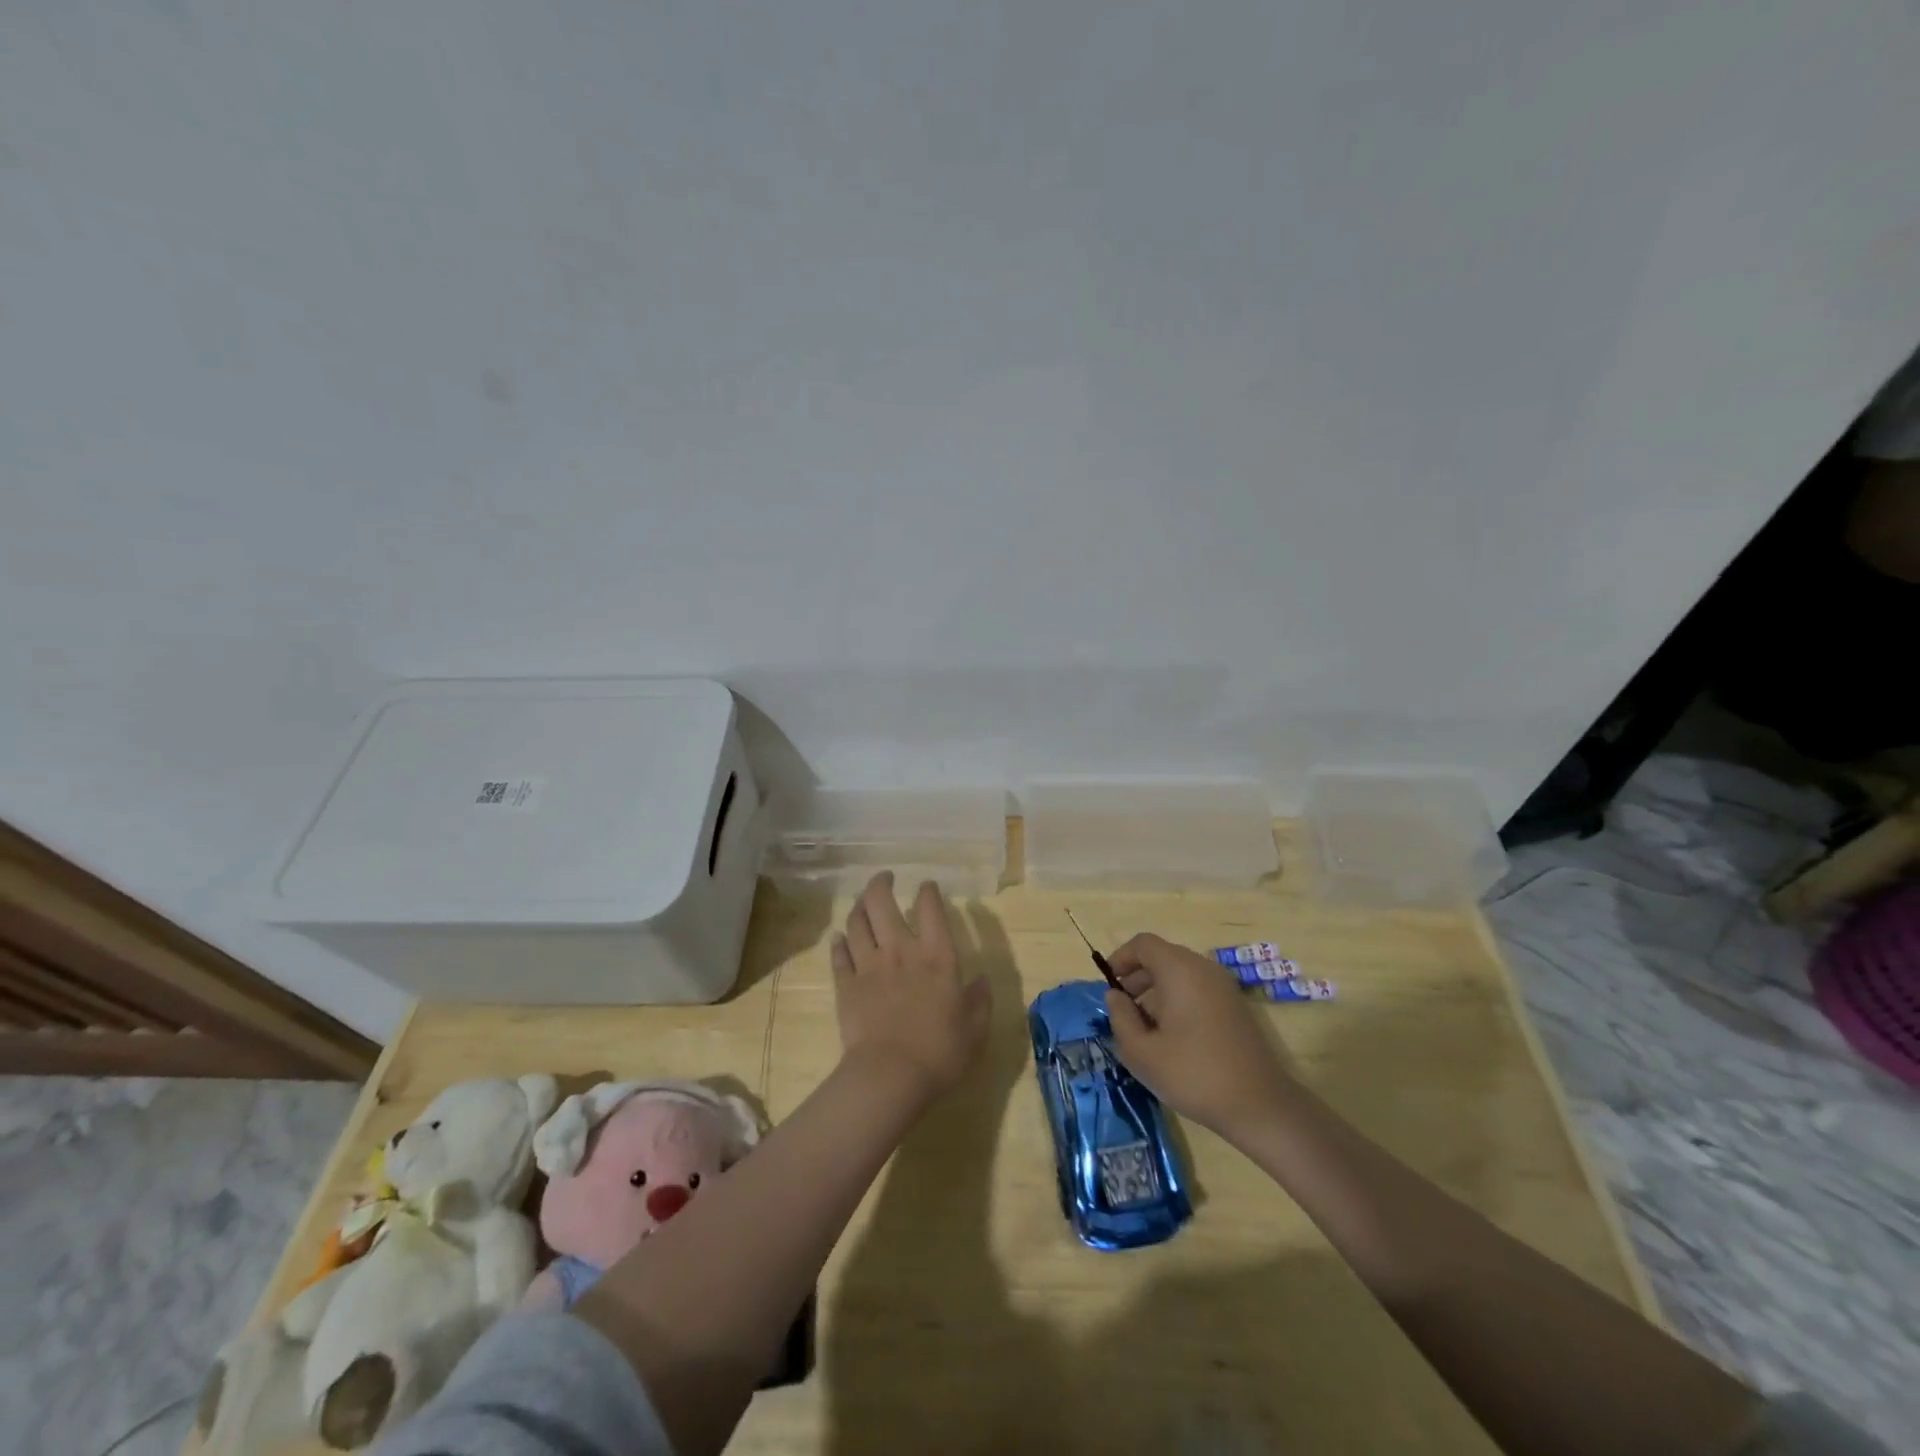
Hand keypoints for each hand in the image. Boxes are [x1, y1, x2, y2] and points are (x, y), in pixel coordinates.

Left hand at [831, 872, 990, 1106]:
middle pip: (882, 903)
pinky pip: (838, 955)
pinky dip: (839, 943)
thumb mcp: (975, 1029)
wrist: (889, 1076)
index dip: (928, 892)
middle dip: (880, 884)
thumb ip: (979, 1000)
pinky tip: (839, 938)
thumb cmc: (939, 1052)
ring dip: (858, 908)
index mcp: (936, 957)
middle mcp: (900, 951)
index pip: (930, 909)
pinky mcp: (846, 985)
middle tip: (884, 878)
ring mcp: (868, 966)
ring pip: (856, 923)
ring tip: (861, 903)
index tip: (927, 885)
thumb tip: (981, 981)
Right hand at [1103, 933, 1297, 1142]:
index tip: (1108, 985)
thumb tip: (1115, 997)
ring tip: (1144, 1026)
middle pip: (1162, 956)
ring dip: (1157, 990)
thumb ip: (1120, 1018)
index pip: (1143, 944)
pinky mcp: (1236, 1005)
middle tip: (1122, 1008)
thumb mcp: (1142, 1052)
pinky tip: (1172, 1035)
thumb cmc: (1194, 1074)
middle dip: (1137, 977)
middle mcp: (1203, 968)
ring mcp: (1224, 986)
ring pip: (1180, 973)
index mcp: (1180, 970)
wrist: (1260, 1105)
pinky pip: (1198, 988)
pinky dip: (1178, 999)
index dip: (1120, 958)